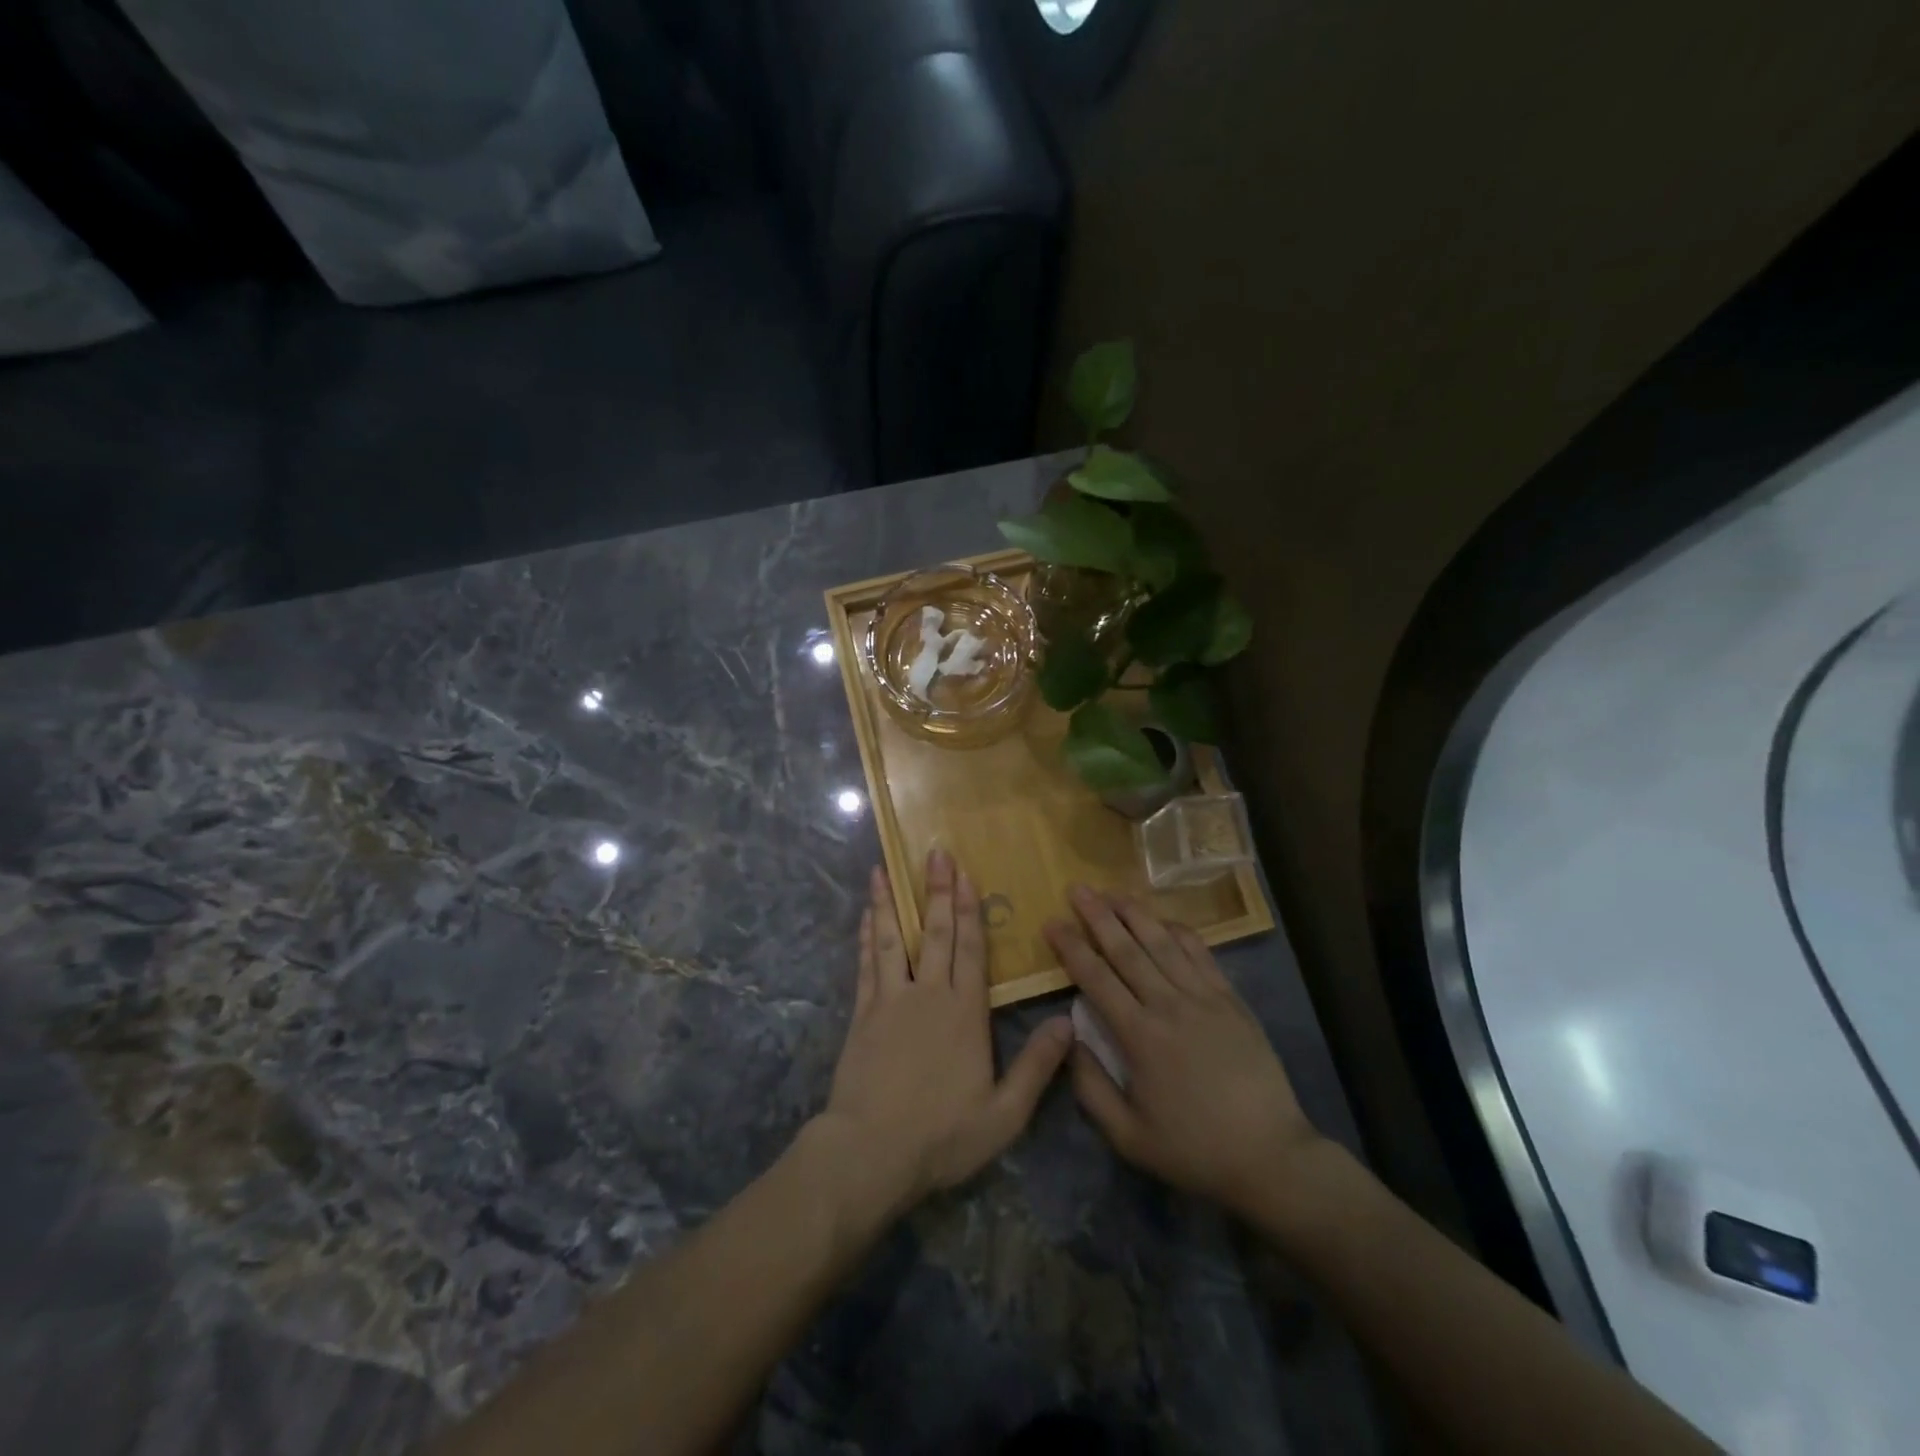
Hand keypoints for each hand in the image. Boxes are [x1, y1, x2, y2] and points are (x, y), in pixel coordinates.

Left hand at [816, 850, 1073, 1221]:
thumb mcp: (1003, 1114)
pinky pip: (867, 964)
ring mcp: (890, 1000)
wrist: (870, 1152)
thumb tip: (1068, 1023)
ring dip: (891, 902)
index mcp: (964, 1012)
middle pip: (936, 932)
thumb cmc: (941, 1135)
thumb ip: (1037, 1067)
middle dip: (937, 891)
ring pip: (893, 939)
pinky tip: (866, 916)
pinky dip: (867, 936)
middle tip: (935, 853)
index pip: (971, 949)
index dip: (970, 909)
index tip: (966, 874)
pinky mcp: (862, 1014)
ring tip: (883, 868)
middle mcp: (928, 994)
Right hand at [1045, 886, 1327, 1222]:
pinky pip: (1201, 955)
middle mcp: (1169, 1005)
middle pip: (1127, 949)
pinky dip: (1179, 932)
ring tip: (1113, 891)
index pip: (1096, 979)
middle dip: (1098, 916)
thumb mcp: (1128, 1137)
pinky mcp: (1231, 1000)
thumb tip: (1068, 1039)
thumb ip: (1091, 1087)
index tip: (1051, 922)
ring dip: (1135, 914)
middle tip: (1077, 889)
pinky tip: (1164, 920)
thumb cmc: (1194, 1150)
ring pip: (1162, 943)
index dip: (1071, 947)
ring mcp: (1204, 998)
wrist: (1270, 1156)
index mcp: (1140, 1037)